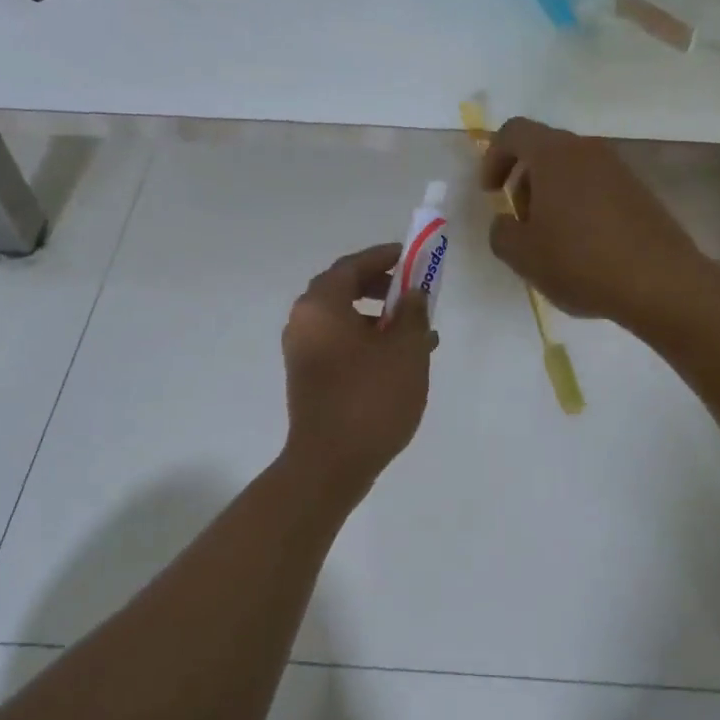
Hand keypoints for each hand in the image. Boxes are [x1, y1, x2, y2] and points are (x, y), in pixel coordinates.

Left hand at [280, 243, 433, 504]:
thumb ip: (413, 313)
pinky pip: (339, 342)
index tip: (411, 256)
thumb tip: (413, 294)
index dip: (384, 257)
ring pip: (343, 318)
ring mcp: (302, 350)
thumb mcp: (406, 350)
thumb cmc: (370, 398)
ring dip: (378, 317)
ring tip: (417, 331)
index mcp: (321, 305)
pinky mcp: (307, 375)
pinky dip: (366, 340)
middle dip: (381, 286)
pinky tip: (400, 359)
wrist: (330, 464)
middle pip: (344, 288)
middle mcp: (304, 320)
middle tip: (413, 292)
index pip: (352, 265)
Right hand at [481, 117, 706, 332]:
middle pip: (543, 149)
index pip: (513, 132)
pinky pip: (596, 186)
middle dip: (523, 181)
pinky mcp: (639, 192)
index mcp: (554, 154)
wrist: (661, 282)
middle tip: (520, 221)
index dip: (493, 158)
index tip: (491, 194)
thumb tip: (507, 223)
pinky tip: (582, 246)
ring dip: (551, 195)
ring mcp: (618, 169)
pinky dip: (579, 205)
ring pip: (571, 169)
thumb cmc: (581, 261)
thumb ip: (501, 232)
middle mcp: (587, 150)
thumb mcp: (522, 255)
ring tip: (551, 239)